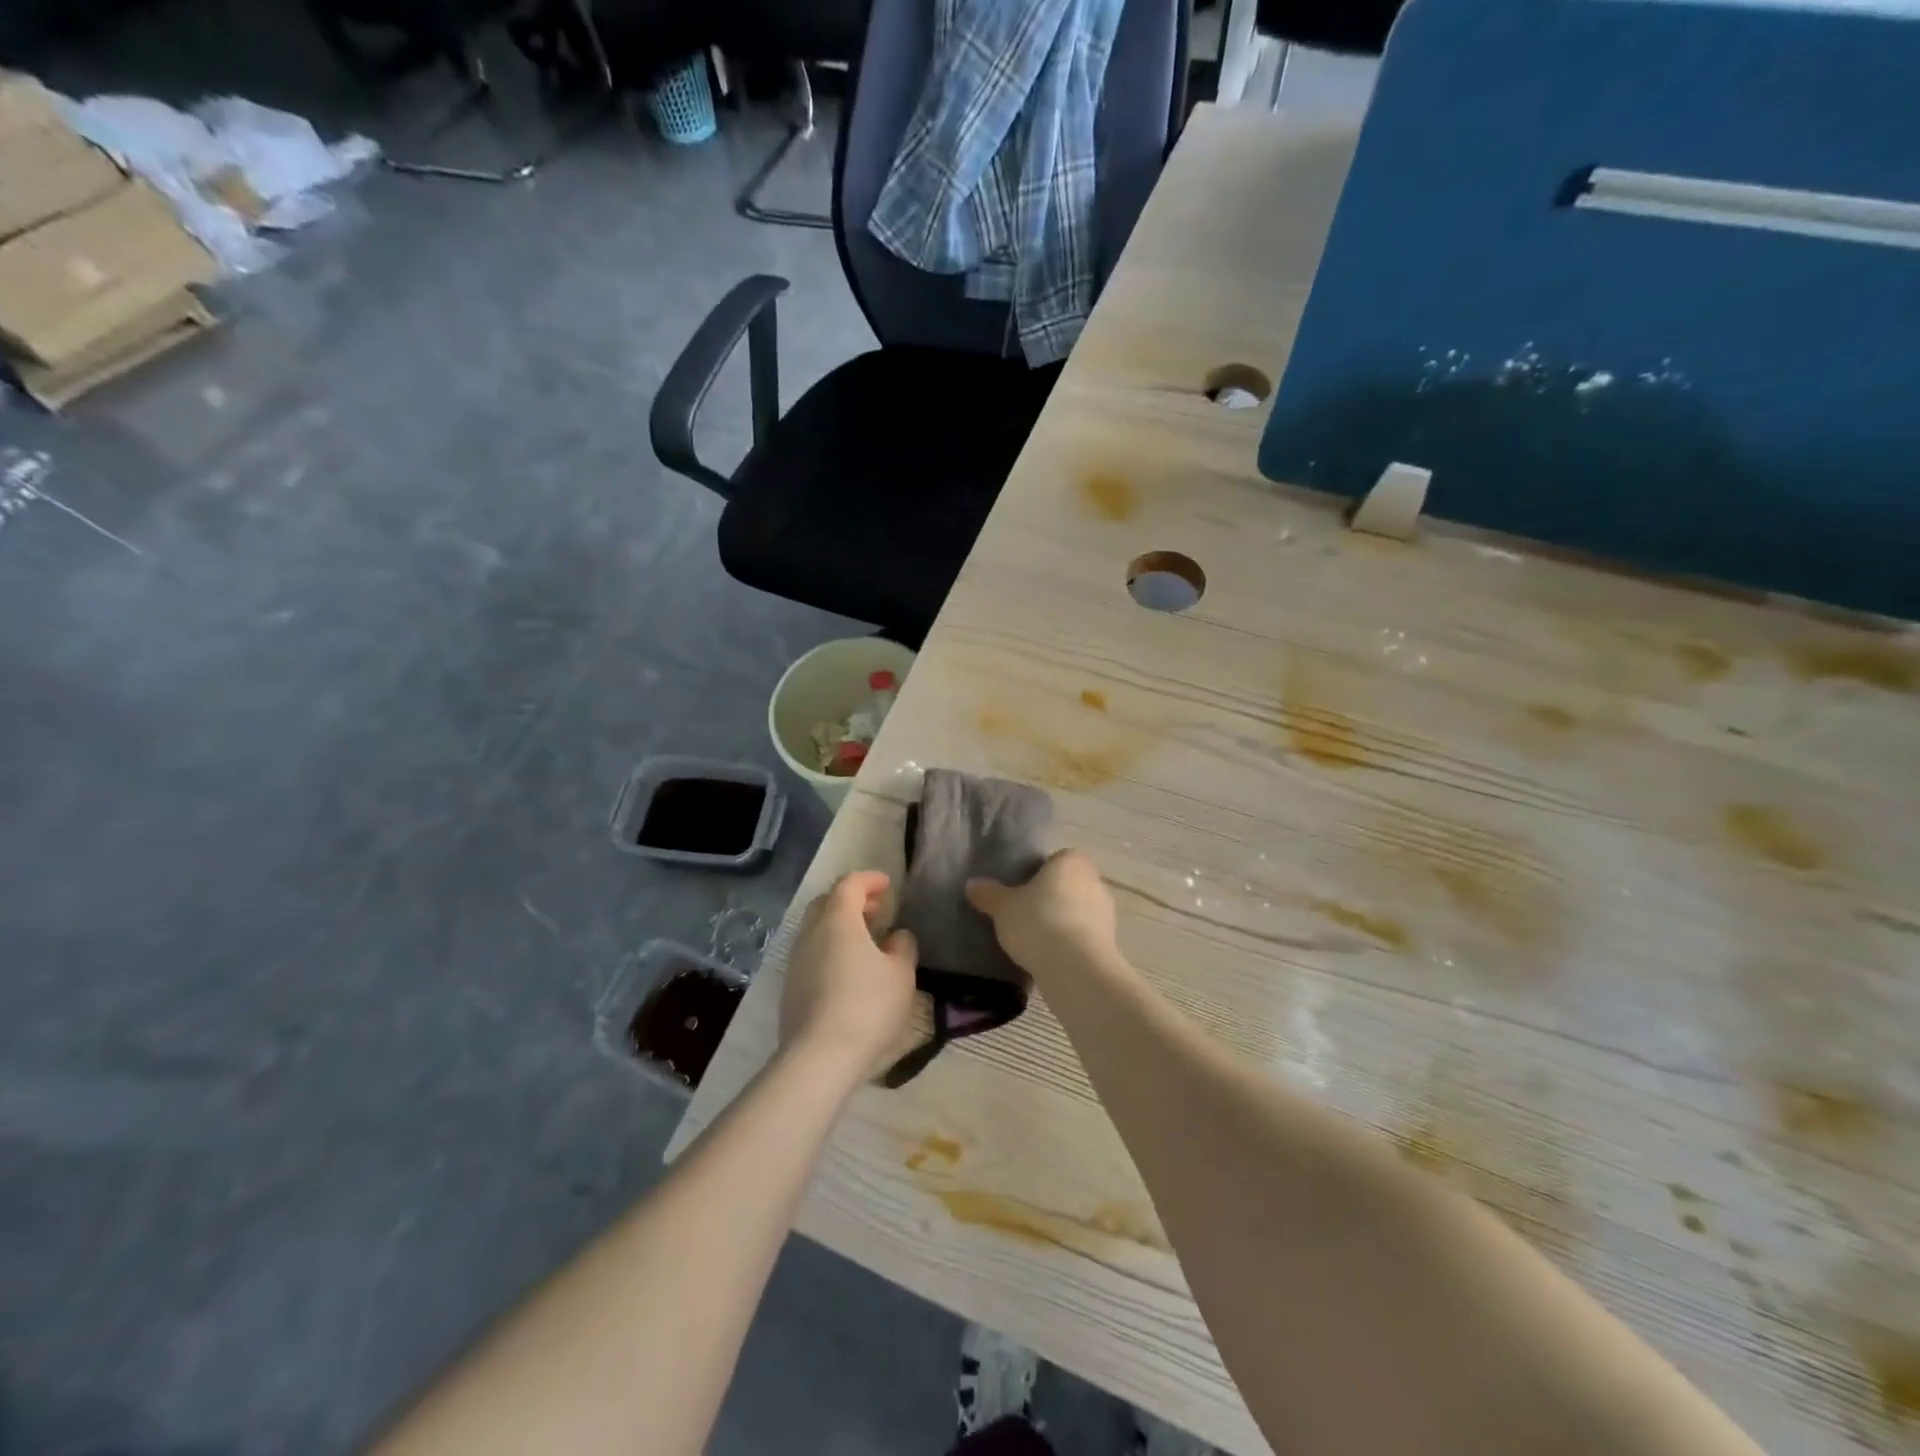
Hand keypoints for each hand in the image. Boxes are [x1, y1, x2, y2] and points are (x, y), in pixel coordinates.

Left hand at [779, 871, 917, 1080]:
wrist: (819, 1057)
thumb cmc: (867, 1006)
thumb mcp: (901, 974)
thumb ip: (902, 947)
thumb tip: (896, 936)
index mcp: (837, 920)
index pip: (849, 884)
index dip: (869, 880)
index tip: (887, 885)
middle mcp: (810, 932)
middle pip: (827, 902)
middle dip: (852, 900)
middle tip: (876, 910)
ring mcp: (796, 960)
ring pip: (816, 929)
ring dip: (840, 926)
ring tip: (866, 940)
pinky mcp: (790, 987)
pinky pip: (812, 953)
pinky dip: (831, 948)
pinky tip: (848, 969)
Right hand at [965, 849, 1118, 976]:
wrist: (1076, 968)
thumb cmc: (1039, 923)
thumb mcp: (1003, 907)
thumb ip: (988, 894)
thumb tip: (971, 884)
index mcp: (1072, 861)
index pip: (1056, 859)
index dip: (1039, 873)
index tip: (1022, 891)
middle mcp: (1095, 880)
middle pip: (1068, 884)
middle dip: (1051, 897)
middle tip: (1025, 914)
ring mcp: (1106, 912)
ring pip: (1078, 910)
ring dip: (1062, 921)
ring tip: (1036, 940)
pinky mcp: (1110, 941)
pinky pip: (1084, 935)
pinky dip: (1071, 942)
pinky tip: (1051, 956)